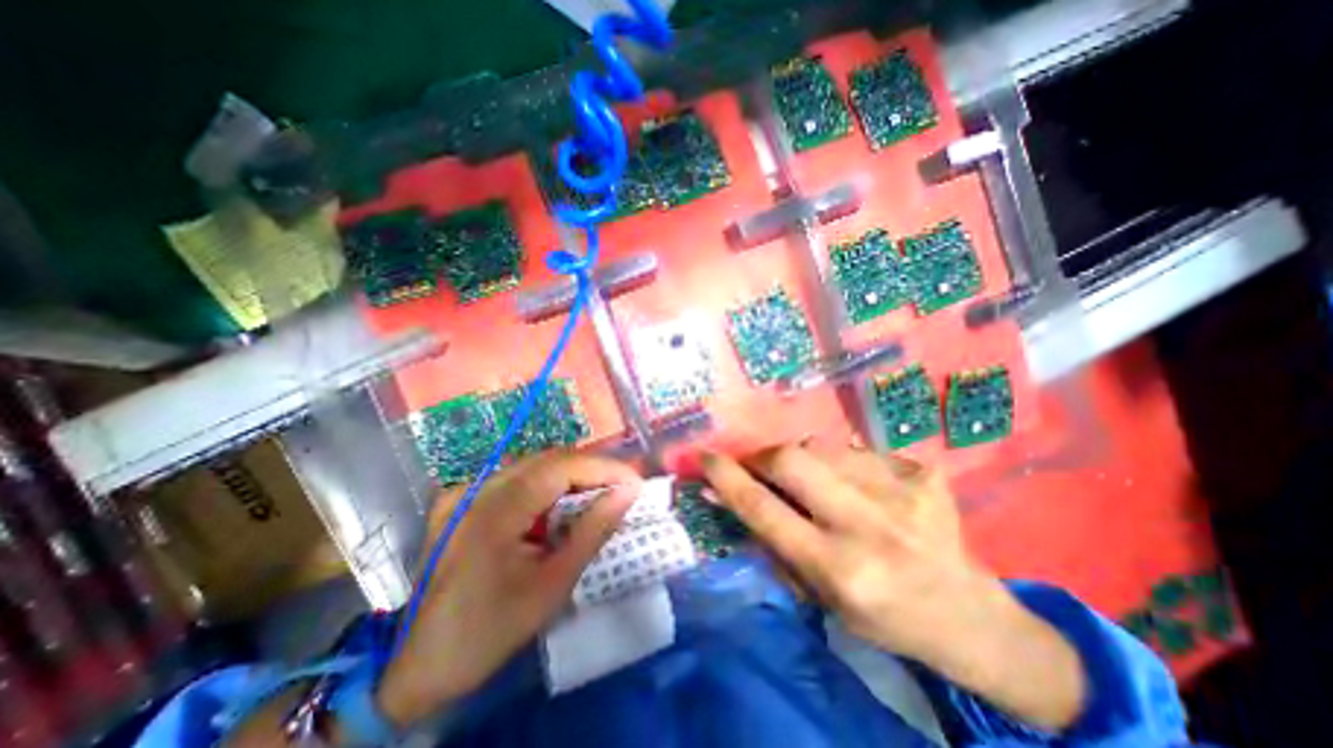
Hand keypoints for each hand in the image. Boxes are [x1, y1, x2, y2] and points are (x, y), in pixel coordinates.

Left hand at [377, 450, 641, 722]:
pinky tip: (557, 507)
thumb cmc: (491, 631)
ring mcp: (464, 490)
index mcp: (495, 511)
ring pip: (533, 464)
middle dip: (591, 469)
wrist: (418, 666)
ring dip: (570, 475)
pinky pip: (514, 477)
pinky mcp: (460, 498)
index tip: (635, 482)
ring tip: (597, 495)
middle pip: (548, 459)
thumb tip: (629, 493)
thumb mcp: (552, 585)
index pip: (561, 467)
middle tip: (621, 489)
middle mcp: (476, 488)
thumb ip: (593, 531)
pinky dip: (545, 485)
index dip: (604, 467)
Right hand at [703, 445, 1085, 729]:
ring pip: (822, 448)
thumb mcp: (819, 596)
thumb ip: (772, 542)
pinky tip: (861, 489)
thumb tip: (728, 497)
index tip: (705, 456)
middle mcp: (869, 525)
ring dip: (804, 461)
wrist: (972, 617)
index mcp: (840, 569)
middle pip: (792, 458)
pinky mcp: (922, 472)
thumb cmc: (884, 617)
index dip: (727, 477)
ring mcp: (901, 491)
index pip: (764, 509)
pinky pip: (857, 452)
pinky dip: (842, 465)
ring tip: (815, 483)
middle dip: (763, 456)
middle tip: (757, 463)